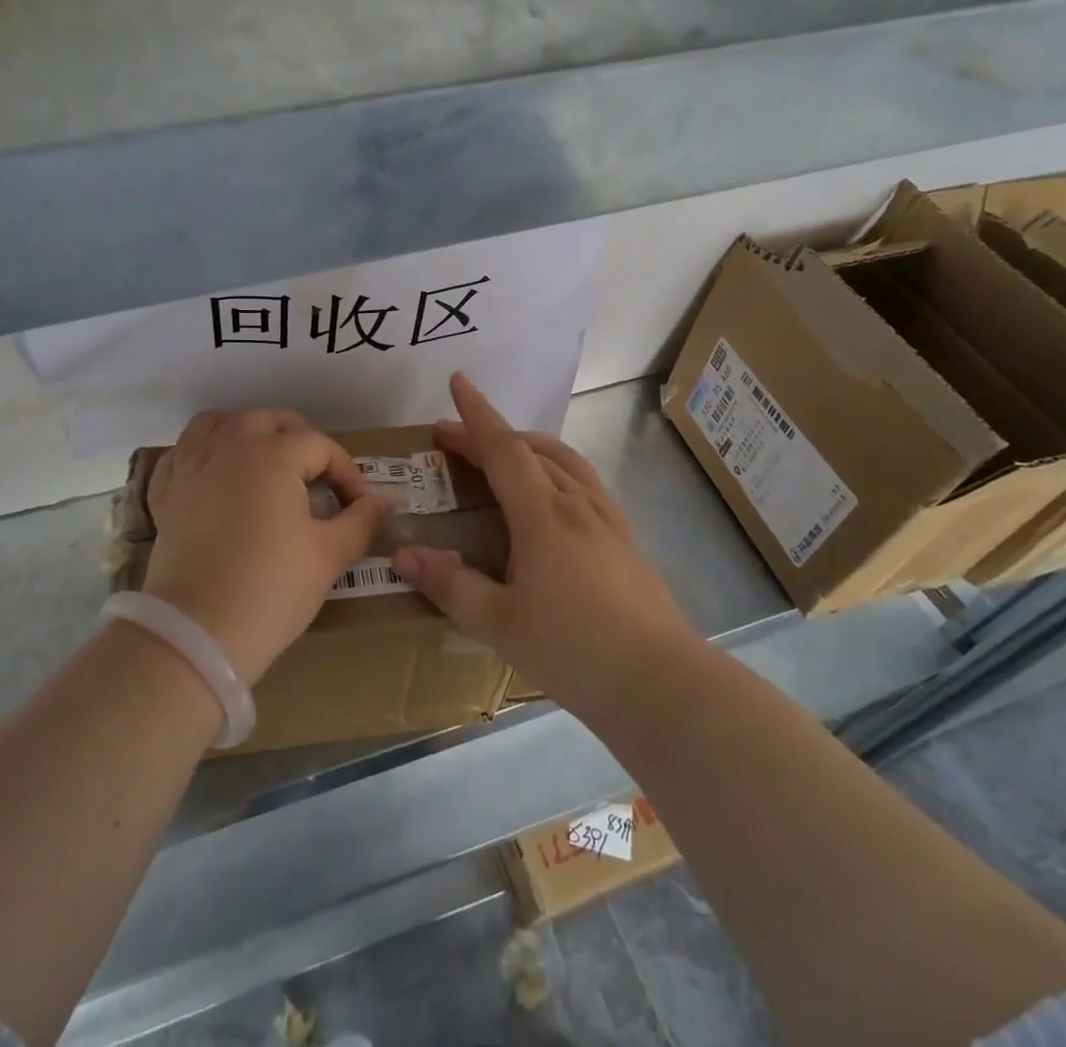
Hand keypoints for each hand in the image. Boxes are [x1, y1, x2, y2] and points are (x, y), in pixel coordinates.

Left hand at [144, 408, 392, 685]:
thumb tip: (385, 501)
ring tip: (267, 460)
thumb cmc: (270, 589)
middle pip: (271, 421)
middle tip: (319, 480)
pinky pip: (185, 451)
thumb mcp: (328, 556)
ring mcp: (192, 465)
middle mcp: (229, 445)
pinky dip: (204, 451)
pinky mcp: (167, 491)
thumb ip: (362, 521)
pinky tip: (217, 473)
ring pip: (221, 422)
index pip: (321, 447)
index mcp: (272, 454)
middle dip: (302, 442)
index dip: (348, 474)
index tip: (360, 507)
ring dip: (249, 431)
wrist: (195, 635)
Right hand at [393, 374, 698, 723]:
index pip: (503, 449)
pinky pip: (584, 482)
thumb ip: (450, 586)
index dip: (476, 414)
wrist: (662, 684)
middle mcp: (576, 503)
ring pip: (563, 461)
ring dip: (527, 445)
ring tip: (503, 453)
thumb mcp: (500, 624)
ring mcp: (607, 519)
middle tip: (454, 437)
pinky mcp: (626, 538)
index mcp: (542, 515)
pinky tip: (553, 494)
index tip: (457, 382)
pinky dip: (556, 468)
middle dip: (490, 434)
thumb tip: (403, 554)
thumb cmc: (574, 651)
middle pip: (530, 450)